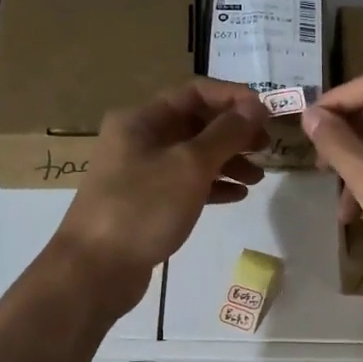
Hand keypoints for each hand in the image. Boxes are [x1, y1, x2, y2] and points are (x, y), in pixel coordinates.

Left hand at [50, 80, 269, 315]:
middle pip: (195, 123)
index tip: (267, 114)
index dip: (233, 98)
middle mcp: (139, 139)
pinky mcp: (146, 202)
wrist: (95, 270)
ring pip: (192, 155)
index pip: (194, 91)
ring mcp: (141, 172)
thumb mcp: (190, 165)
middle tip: (267, 148)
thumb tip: (255, 106)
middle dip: (234, 132)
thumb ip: (226, 133)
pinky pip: (185, 183)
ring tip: (257, 177)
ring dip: (227, 160)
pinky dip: (212, 185)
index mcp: (142, 119)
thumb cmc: (143, 207)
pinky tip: (238, 195)